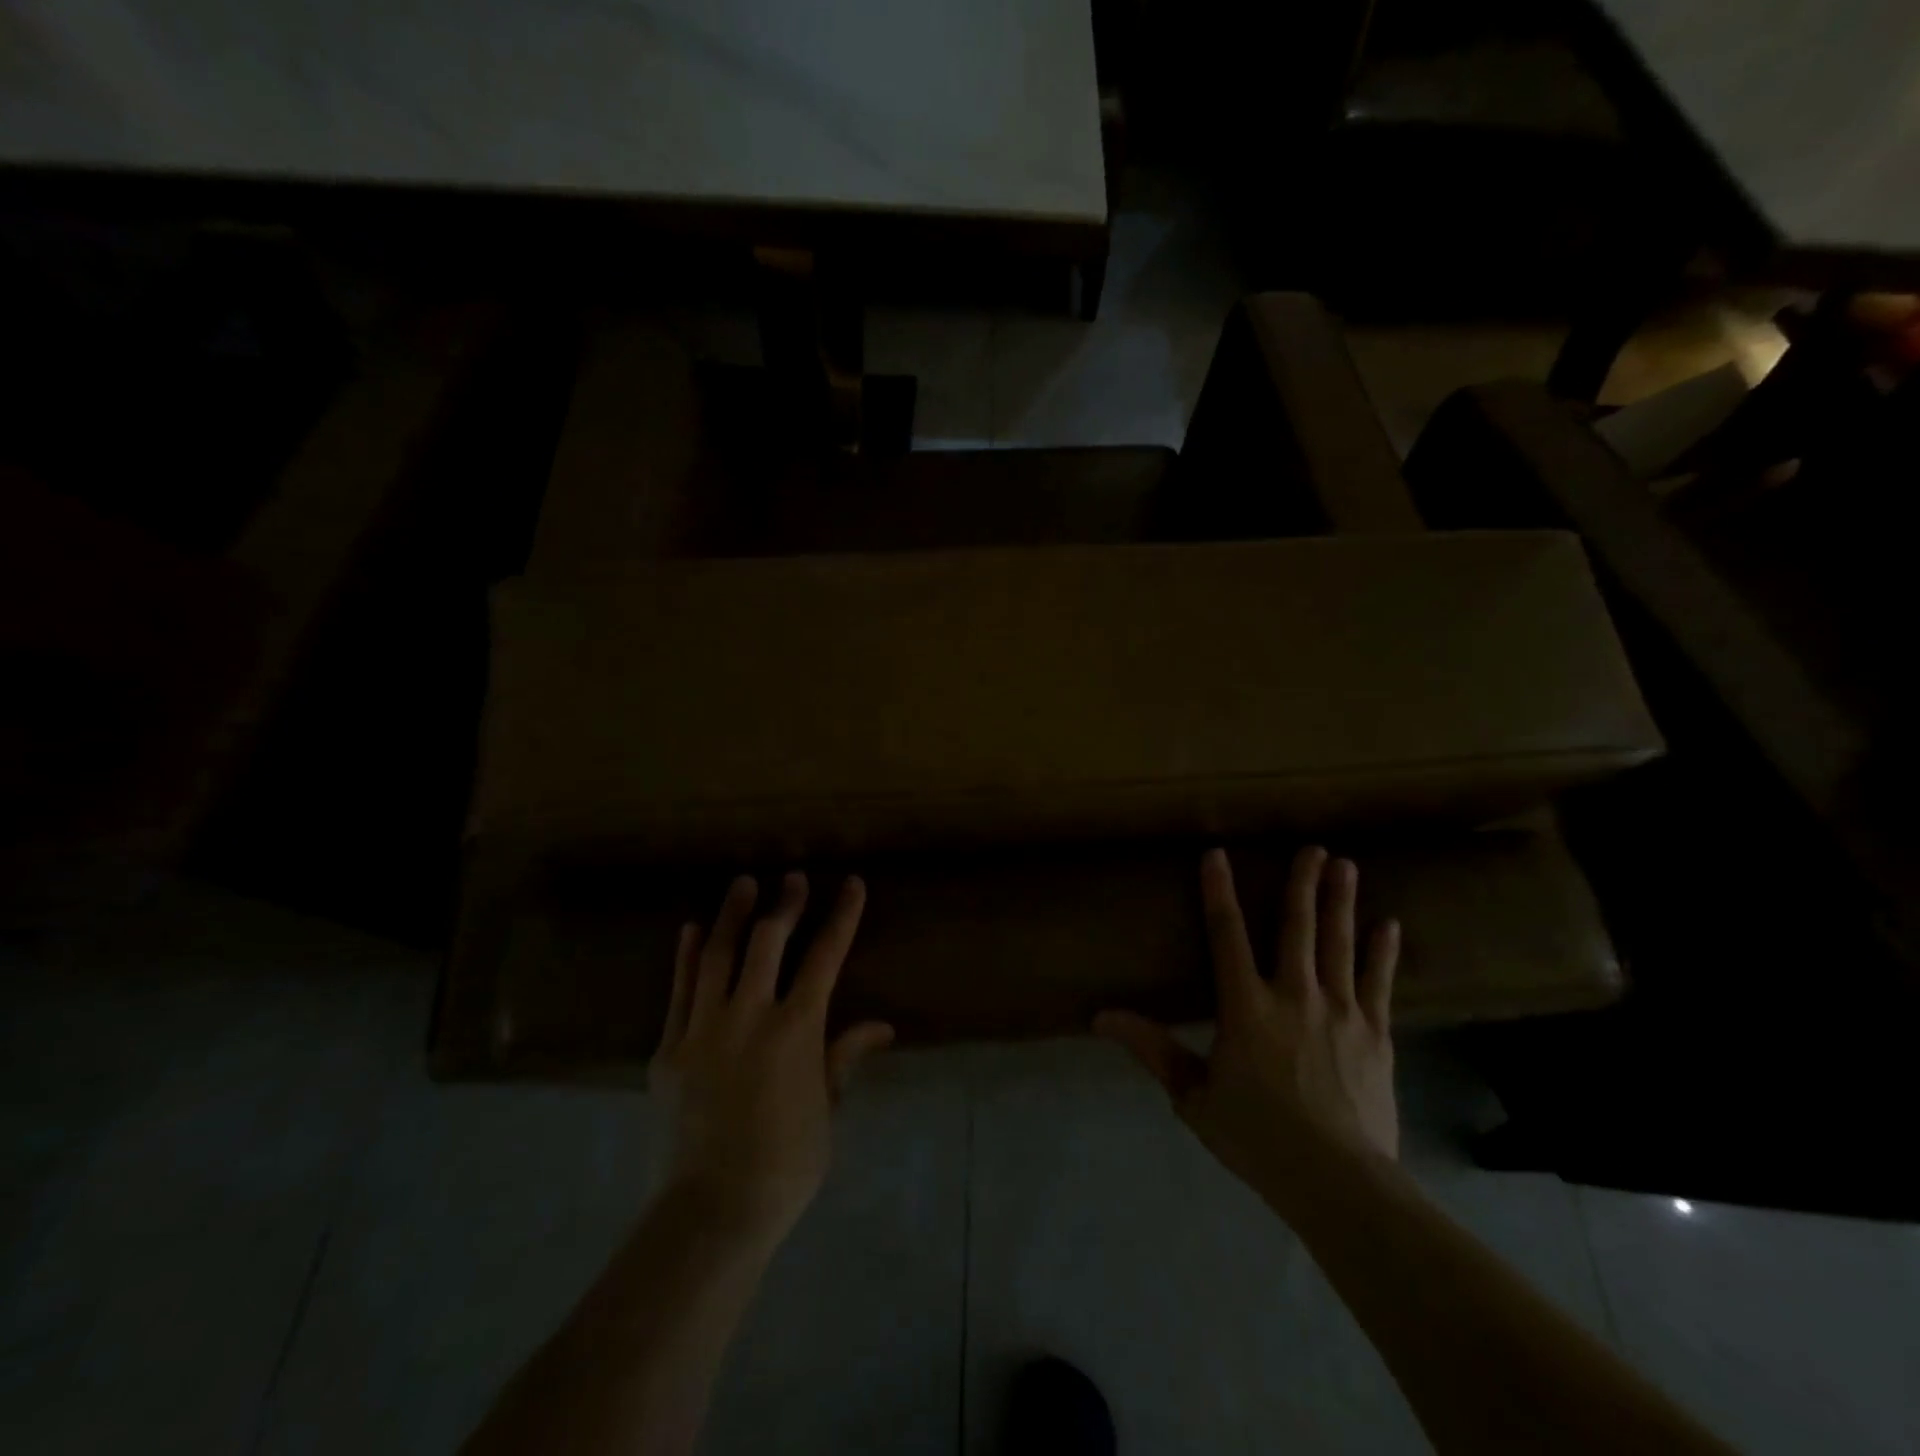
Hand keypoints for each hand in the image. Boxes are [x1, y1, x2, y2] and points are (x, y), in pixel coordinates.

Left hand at [649, 873, 893, 1244]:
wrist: (711, 1211)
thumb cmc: (785, 1164)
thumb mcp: (826, 1108)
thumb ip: (844, 1057)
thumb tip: (881, 1026)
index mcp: (796, 1029)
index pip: (825, 956)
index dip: (841, 916)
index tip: (850, 883)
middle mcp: (749, 1015)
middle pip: (769, 942)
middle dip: (785, 904)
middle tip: (792, 879)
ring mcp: (704, 1028)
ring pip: (718, 955)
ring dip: (733, 915)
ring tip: (742, 884)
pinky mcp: (669, 1049)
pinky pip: (679, 990)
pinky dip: (687, 956)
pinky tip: (693, 930)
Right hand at [1097, 847, 1400, 1209]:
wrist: (1338, 1181)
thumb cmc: (1257, 1136)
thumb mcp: (1193, 1095)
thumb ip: (1152, 1049)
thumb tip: (1101, 1016)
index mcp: (1245, 1006)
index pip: (1226, 934)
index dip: (1218, 891)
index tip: (1217, 854)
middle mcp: (1293, 994)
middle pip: (1297, 927)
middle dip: (1302, 883)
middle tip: (1313, 848)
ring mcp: (1341, 1011)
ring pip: (1339, 943)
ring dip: (1341, 902)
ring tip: (1347, 865)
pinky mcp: (1376, 1033)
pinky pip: (1379, 982)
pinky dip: (1382, 951)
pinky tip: (1390, 924)